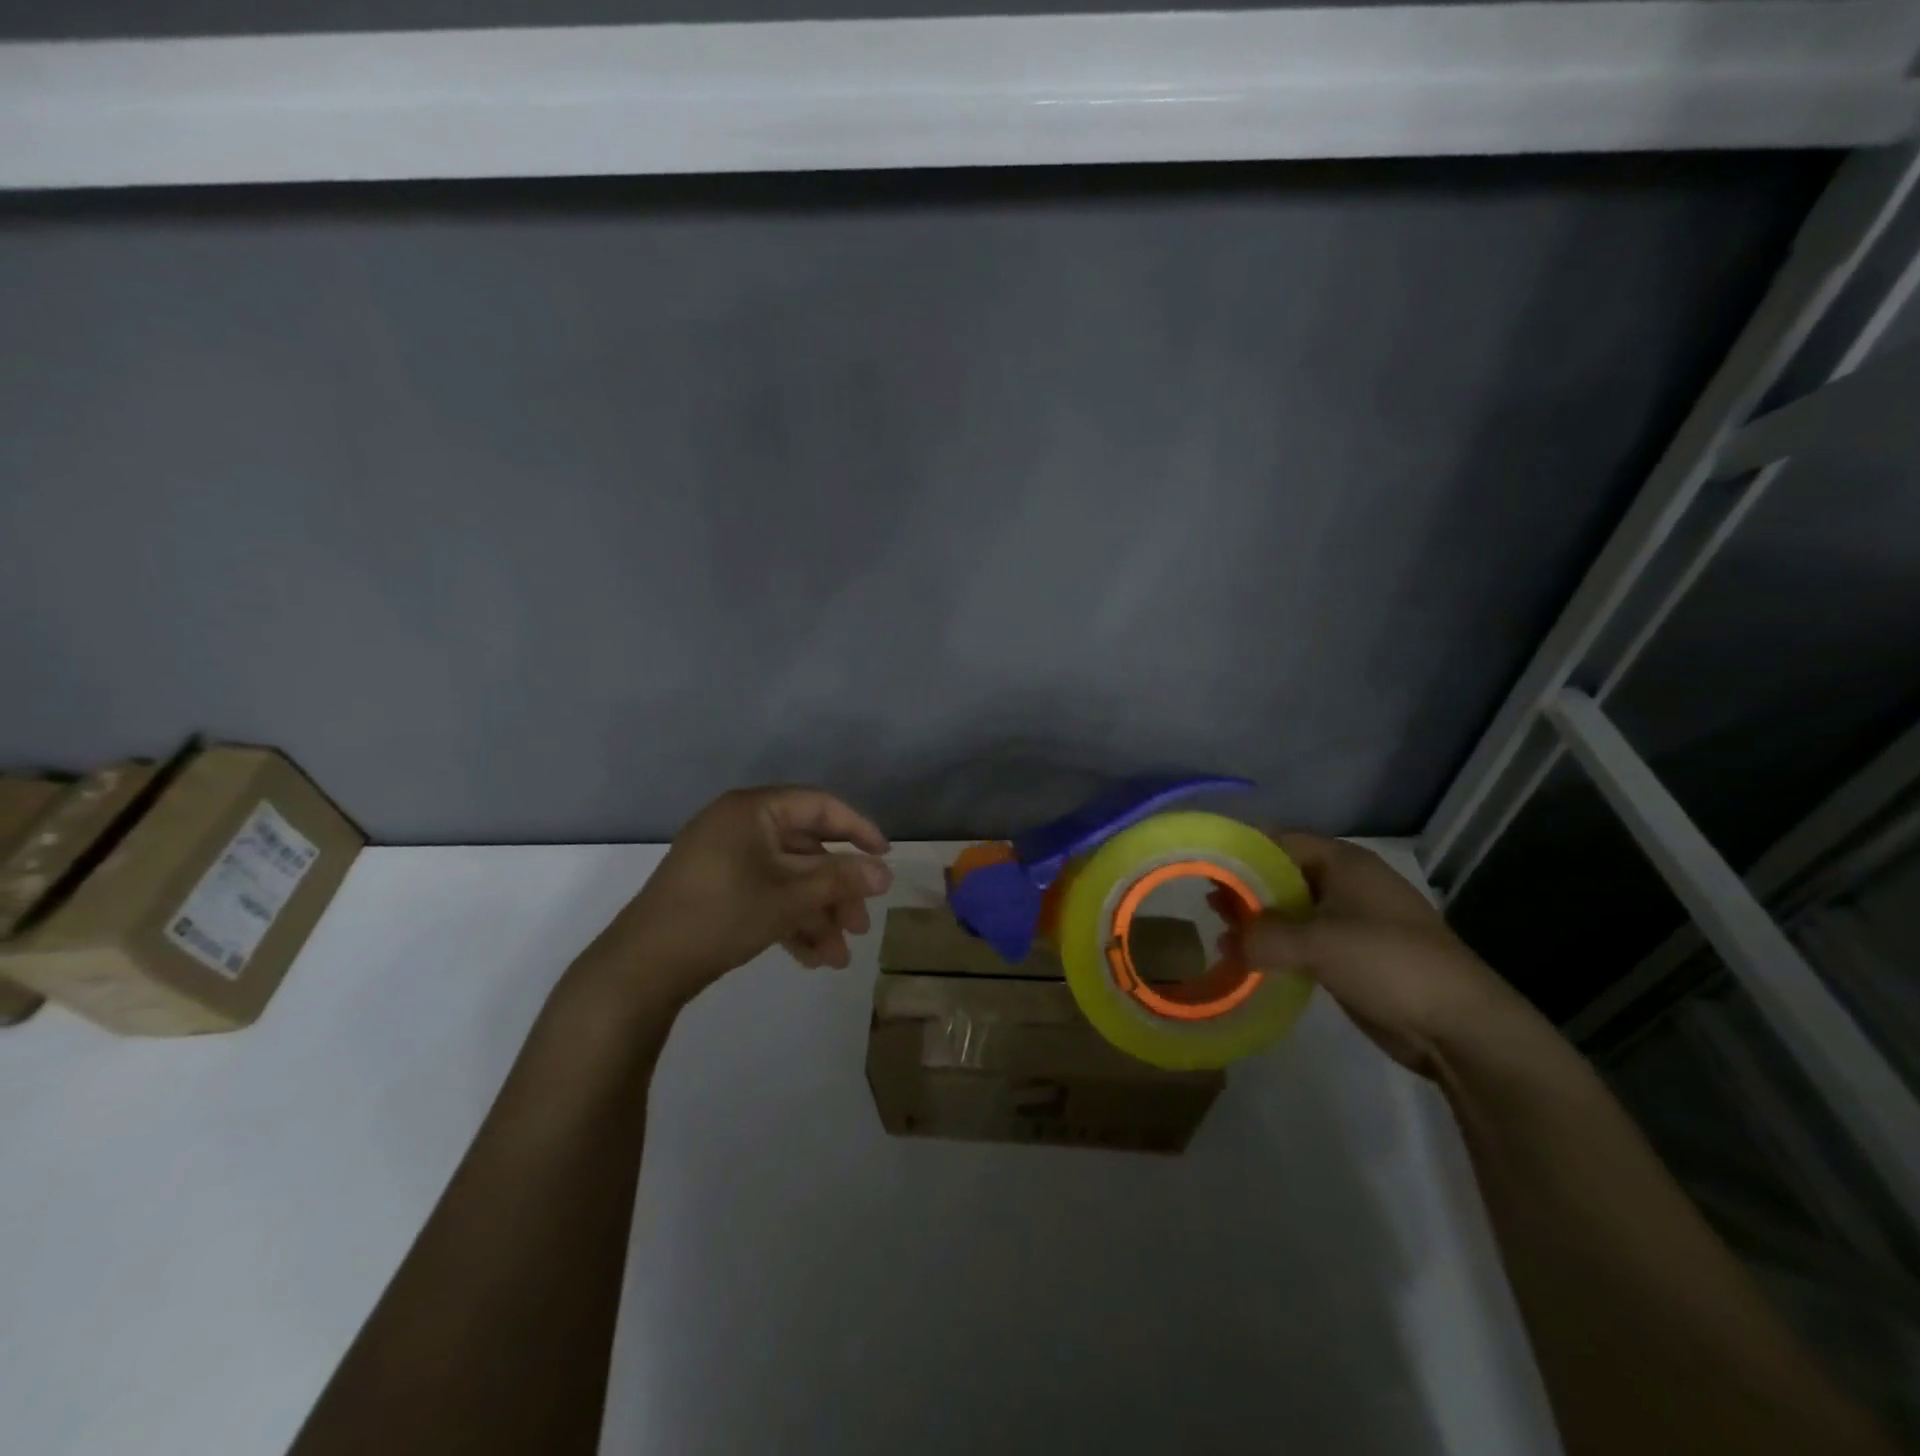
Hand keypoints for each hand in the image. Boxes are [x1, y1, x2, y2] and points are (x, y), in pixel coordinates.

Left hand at [590, 786, 892, 1009]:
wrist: (641, 969)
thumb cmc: (721, 916)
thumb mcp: (789, 898)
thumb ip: (840, 881)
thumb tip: (886, 873)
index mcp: (753, 810)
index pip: (819, 806)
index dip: (858, 829)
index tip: (885, 857)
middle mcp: (739, 826)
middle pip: (806, 850)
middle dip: (836, 891)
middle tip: (861, 925)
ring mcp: (725, 859)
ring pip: (787, 879)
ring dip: (817, 914)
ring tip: (838, 957)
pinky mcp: (716, 890)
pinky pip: (765, 895)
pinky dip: (789, 921)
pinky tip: (811, 959)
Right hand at [1224, 832, 1540, 1076]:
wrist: (1460, 1026)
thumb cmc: (1390, 964)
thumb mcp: (1319, 943)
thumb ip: (1263, 937)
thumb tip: (1226, 942)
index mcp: (1343, 863)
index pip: (1279, 841)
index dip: (1241, 851)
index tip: (1203, 865)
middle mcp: (1345, 883)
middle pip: (1281, 874)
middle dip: (1244, 889)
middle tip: (1206, 905)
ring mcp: (1350, 920)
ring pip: (1290, 910)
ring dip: (1258, 921)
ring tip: (1220, 933)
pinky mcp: (1350, 955)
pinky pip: (1302, 940)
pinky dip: (1276, 946)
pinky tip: (1249, 960)